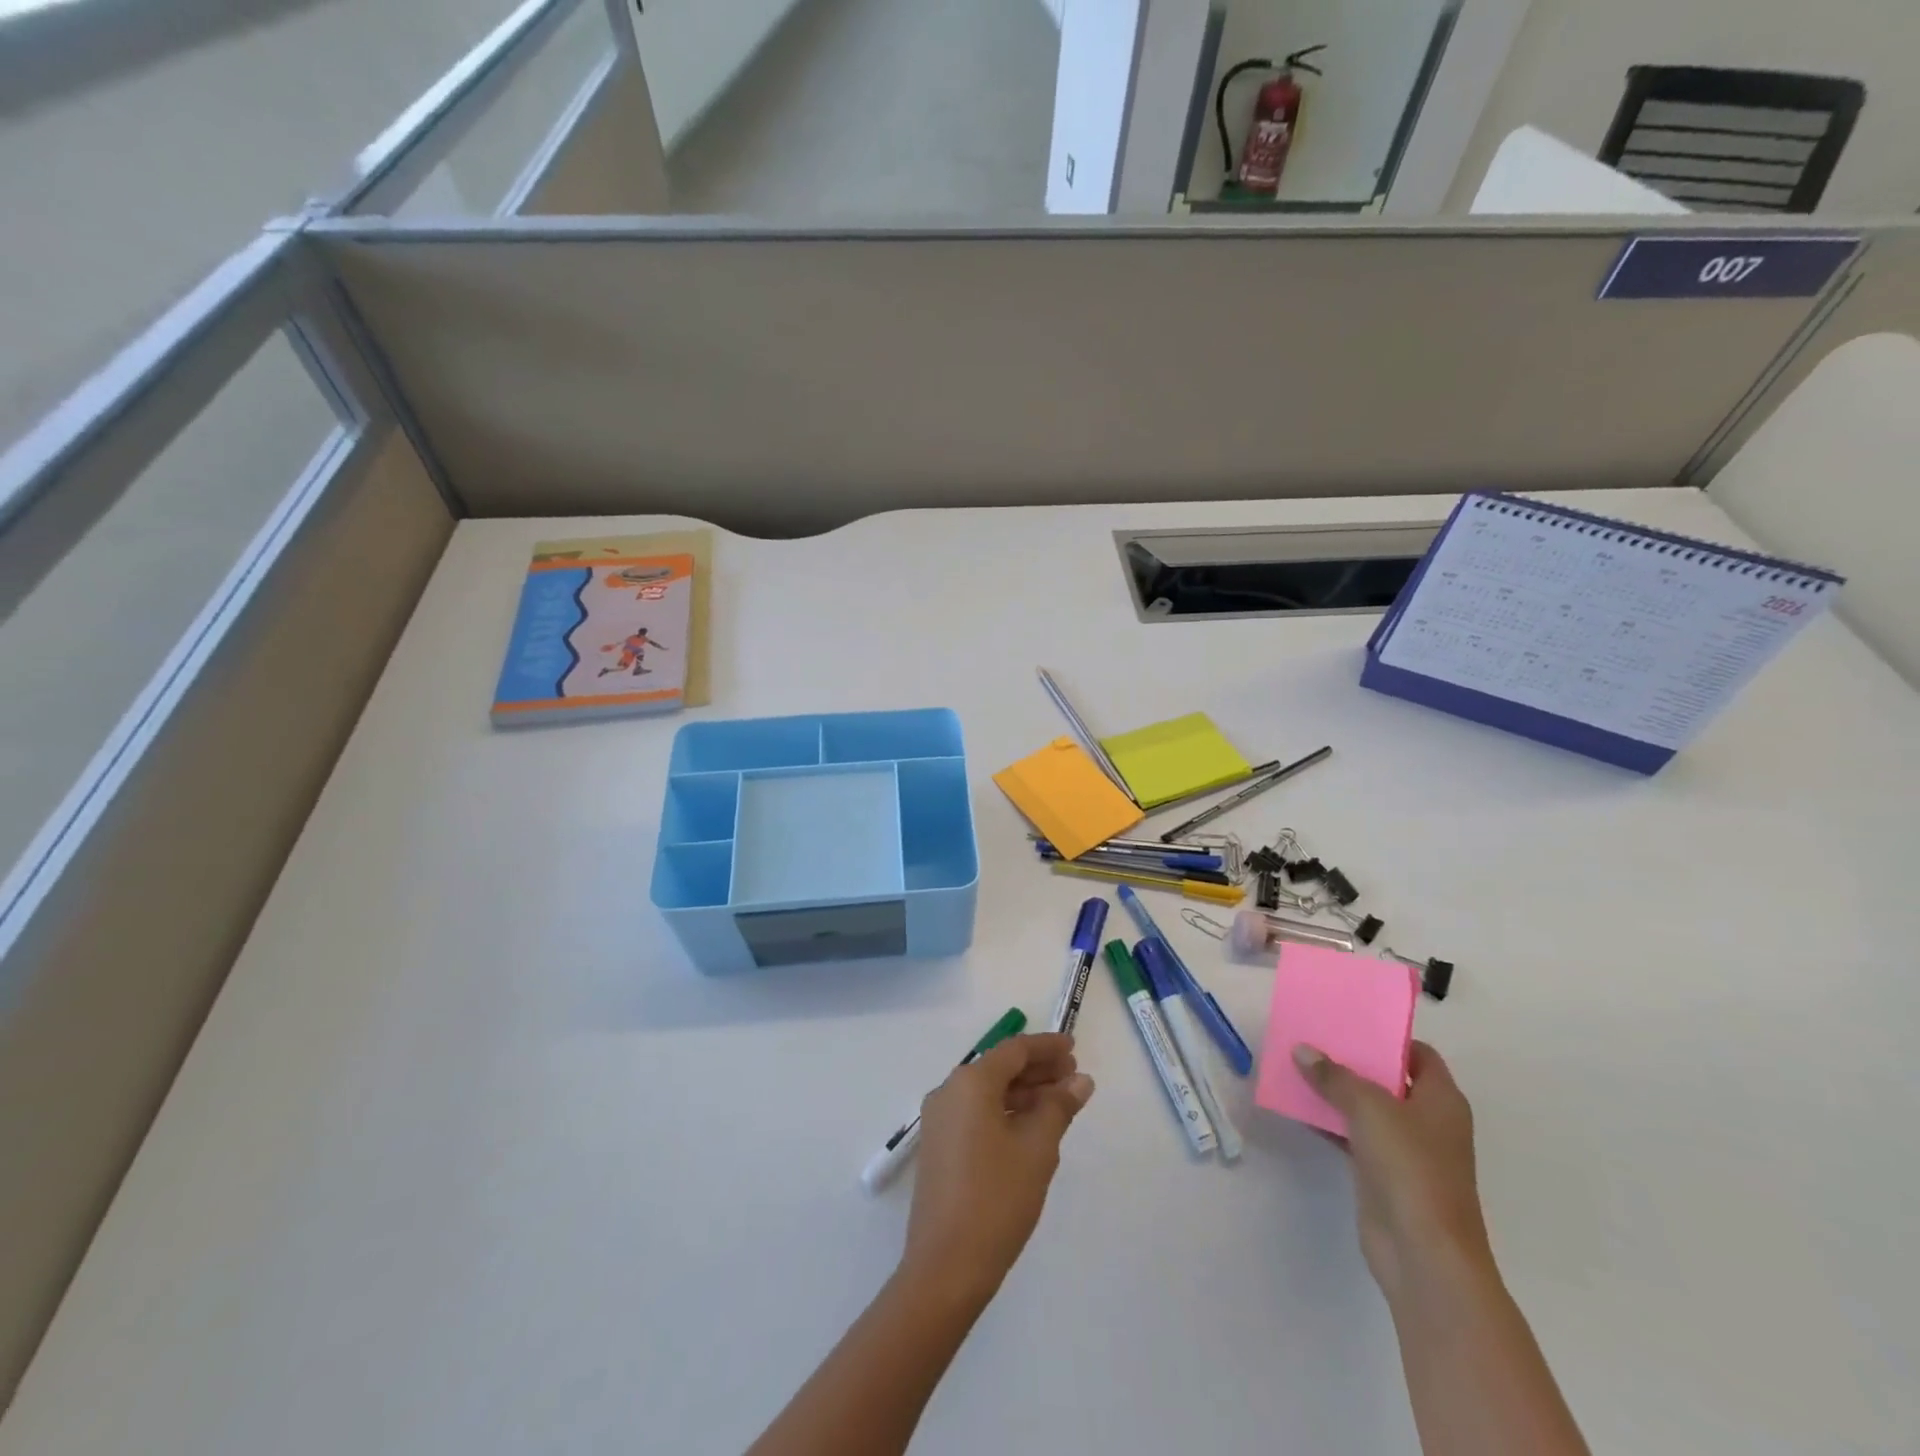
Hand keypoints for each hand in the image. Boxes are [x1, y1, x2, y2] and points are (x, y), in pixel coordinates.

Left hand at [901, 1033, 1094, 1305]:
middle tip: (1075, 1077)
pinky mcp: (940, 1147)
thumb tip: (1080, 1080)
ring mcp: (940, 1121)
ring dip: (1024, 1093)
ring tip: (1061, 1102)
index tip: (1074, 1047)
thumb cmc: (997, 1198)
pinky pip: (977, 1114)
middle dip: (1038, 1070)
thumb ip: (1059, 1107)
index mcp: (969, 1083)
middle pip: (999, 1068)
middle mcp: (949, 1092)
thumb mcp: (1037, 1149)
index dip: (1046, 1047)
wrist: (946, 1266)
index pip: (1014, 1050)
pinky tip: (1032, 1128)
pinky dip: (1006, 1112)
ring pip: (988, 1092)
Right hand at [1292, 1040, 1490, 1298]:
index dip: (1387, 1037)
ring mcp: (1406, 1150)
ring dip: (1335, 1091)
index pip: (1418, 1054)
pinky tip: (1296, 1108)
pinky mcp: (1383, 1174)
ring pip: (1366, 1108)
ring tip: (1296, 1066)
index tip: (1349, 1022)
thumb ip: (1334, 1076)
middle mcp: (1428, 1121)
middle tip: (1313, 1038)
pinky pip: (1352, 1135)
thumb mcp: (1369, 1108)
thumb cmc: (1410, 1167)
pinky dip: (1329, 1122)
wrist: (1422, 1252)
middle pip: (1389, 1079)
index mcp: (1441, 1100)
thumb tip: (1303, 1051)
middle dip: (1352, 1061)